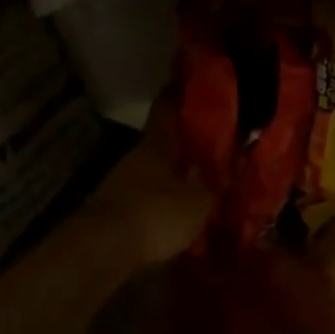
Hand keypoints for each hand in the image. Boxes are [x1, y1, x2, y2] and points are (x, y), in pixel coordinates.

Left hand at [81, 102, 214, 267]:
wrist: (104, 249)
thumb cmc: (157, 214)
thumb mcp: (200, 201)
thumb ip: (215, 184)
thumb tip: (230, 168)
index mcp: (157, 145)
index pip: (167, 109)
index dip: (178, 95)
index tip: (190, 84)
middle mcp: (136, 157)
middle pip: (162, 143)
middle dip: (184, 146)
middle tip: (210, 149)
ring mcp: (121, 183)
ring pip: (153, 171)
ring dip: (173, 176)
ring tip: (199, 185)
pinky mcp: (114, 210)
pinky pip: (145, 197)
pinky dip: (161, 201)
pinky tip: (177, 213)